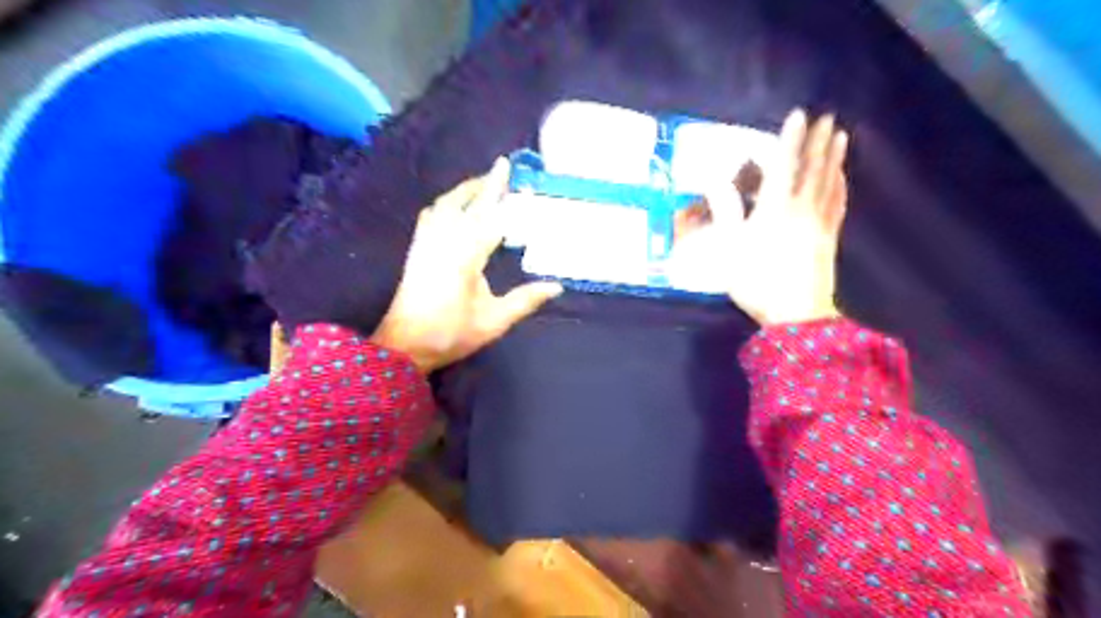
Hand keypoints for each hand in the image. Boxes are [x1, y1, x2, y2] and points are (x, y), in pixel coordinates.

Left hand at [371, 158, 561, 370]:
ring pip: (444, 205)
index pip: (488, 215)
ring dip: (464, 190)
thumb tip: (557, 286)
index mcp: (466, 255)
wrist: (404, 345)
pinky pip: (431, 215)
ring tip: (482, 185)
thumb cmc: (451, 333)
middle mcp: (444, 241)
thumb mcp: (494, 321)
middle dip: (483, 183)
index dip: (501, 192)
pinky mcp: (416, 250)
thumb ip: (525, 300)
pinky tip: (452, 206)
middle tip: (500, 170)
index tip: (509, 168)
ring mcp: (426, 243)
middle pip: (464, 201)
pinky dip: (446, 203)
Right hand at [699, 108, 843, 325]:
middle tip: (828, 117)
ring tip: (840, 137)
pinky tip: (843, 177)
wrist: (796, 314)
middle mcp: (801, 209)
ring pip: (829, 183)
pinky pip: (838, 204)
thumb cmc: (757, 281)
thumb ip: (726, 212)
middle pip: (812, 170)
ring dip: (834, 158)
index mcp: (775, 209)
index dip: (790, 140)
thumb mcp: (731, 249)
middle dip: (818, 142)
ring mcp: (820, 223)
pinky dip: (841, 186)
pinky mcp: (830, 238)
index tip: (799, 115)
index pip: (783, 167)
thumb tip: (714, 183)